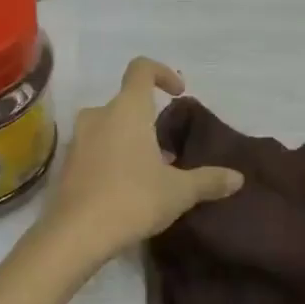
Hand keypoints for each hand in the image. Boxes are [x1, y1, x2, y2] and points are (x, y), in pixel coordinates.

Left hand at [34, 58, 243, 269]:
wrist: (75, 234)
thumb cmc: (132, 199)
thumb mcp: (178, 192)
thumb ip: (208, 180)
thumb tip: (238, 178)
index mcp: (127, 109)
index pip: (141, 69)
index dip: (162, 73)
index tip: (178, 93)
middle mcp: (99, 115)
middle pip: (126, 102)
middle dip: (149, 118)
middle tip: (169, 148)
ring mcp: (78, 138)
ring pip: (109, 126)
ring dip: (130, 138)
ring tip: (151, 170)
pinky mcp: (67, 163)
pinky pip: (95, 147)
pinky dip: (112, 156)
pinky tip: (127, 186)